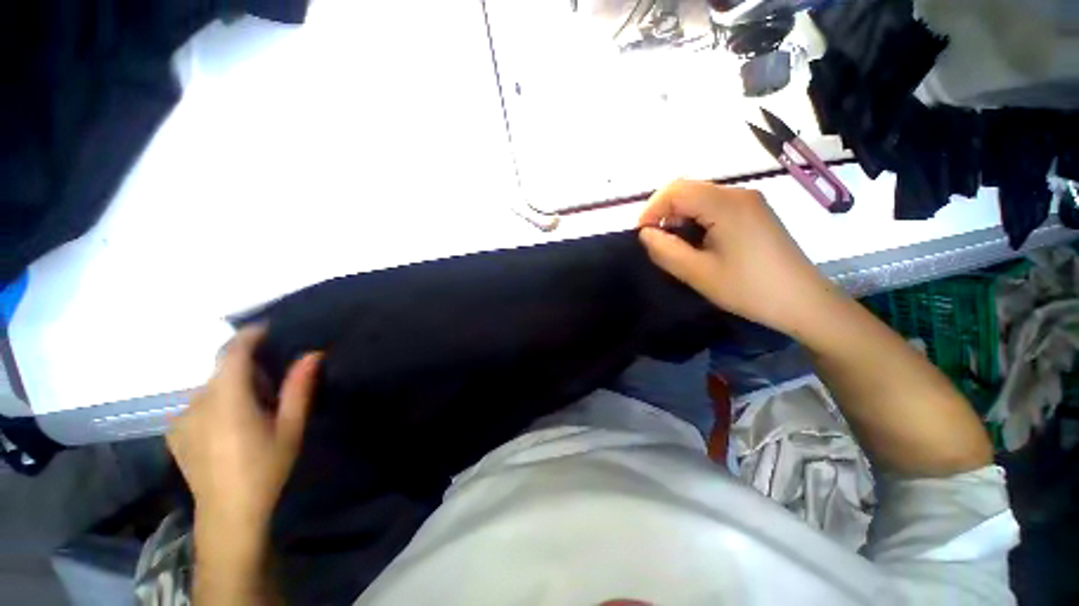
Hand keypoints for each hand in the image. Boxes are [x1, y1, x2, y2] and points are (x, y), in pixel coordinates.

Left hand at [168, 327, 320, 541]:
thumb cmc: (265, 469)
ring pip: (210, 388)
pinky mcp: (174, 432)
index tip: (267, 329)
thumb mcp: (291, 428)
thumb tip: (312, 354)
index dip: (248, 336)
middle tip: (272, 385)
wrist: (228, 515)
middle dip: (247, 367)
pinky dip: (217, 402)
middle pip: (222, 370)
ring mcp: (181, 418)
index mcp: (228, 401)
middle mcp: (198, 403)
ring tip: (253, 409)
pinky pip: (199, 404)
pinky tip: (229, 427)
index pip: (232, 354)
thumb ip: (298, 389)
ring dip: (232, 387)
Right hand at [638, 179, 842, 338]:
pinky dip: (695, 219)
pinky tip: (696, 241)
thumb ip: (665, 250)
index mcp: (726, 204)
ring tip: (674, 245)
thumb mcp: (698, 273)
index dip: (651, 209)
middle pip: (688, 190)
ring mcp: (749, 201)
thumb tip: (645, 234)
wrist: (802, 302)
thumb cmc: (748, 289)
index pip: (675, 190)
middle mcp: (738, 194)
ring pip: (699, 197)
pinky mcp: (754, 212)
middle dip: (663, 213)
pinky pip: (714, 206)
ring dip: (679, 217)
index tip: (642, 236)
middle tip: (656, 242)